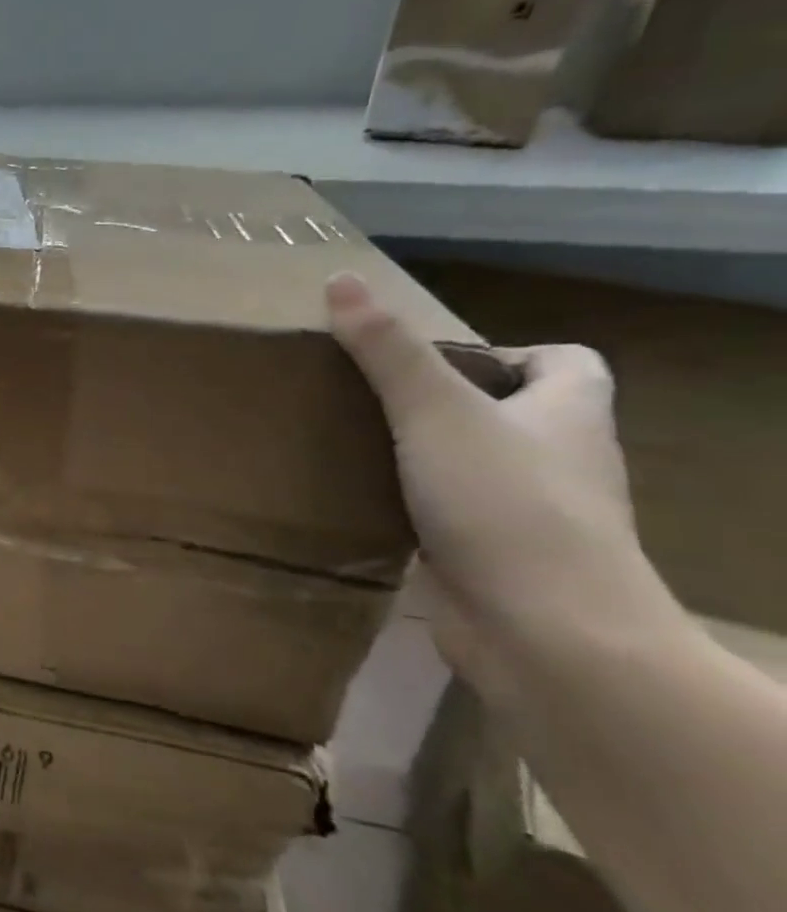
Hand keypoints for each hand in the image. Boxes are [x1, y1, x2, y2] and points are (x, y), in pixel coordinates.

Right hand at [326, 273, 641, 674]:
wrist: (543, 631)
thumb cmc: (504, 505)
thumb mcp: (435, 412)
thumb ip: (386, 350)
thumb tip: (340, 281)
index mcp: (570, 414)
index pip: (567, 362)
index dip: (510, 352)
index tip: (436, 365)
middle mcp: (563, 461)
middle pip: (518, 415)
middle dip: (452, 405)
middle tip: (375, 403)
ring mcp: (535, 516)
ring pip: (484, 469)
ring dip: (432, 458)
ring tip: (359, 450)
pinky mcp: (502, 561)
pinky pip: (459, 519)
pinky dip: (422, 509)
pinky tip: (369, 508)